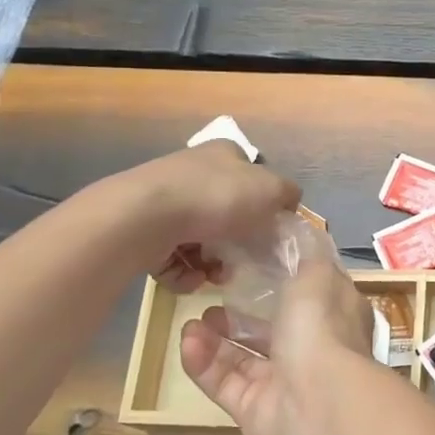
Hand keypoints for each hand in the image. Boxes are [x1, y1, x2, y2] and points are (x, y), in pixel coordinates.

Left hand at [131, 141, 300, 291]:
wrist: (145, 217)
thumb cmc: (217, 197)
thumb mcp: (270, 190)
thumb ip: (288, 195)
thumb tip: (290, 204)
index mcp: (223, 154)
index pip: (250, 175)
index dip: (263, 202)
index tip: (269, 230)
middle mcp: (192, 173)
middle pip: (225, 213)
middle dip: (237, 242)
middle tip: (243, 261)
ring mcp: (165, 203)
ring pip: (200, 240)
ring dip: (212, 264)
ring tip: (214, 277)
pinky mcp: (144, 232)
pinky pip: (173, 260)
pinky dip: (185, 274)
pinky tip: (191, 279)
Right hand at [178, 247, 375, 434]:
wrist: (317, 405)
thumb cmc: (321, 329)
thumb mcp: (318, 275)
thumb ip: (307, 255)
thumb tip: (303, 233)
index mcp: (337, 318)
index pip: (313, 295)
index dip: (287, 279)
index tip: (255, 262)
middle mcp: (315, 351)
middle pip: (276, 330)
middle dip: (244, 314)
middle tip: (215, 294)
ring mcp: (285, 384)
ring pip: (245, 358)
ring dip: (218, 338)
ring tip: (193, 320)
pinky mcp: (255, 412)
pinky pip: (225, 383)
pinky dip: (204, 363)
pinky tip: (186, 341)